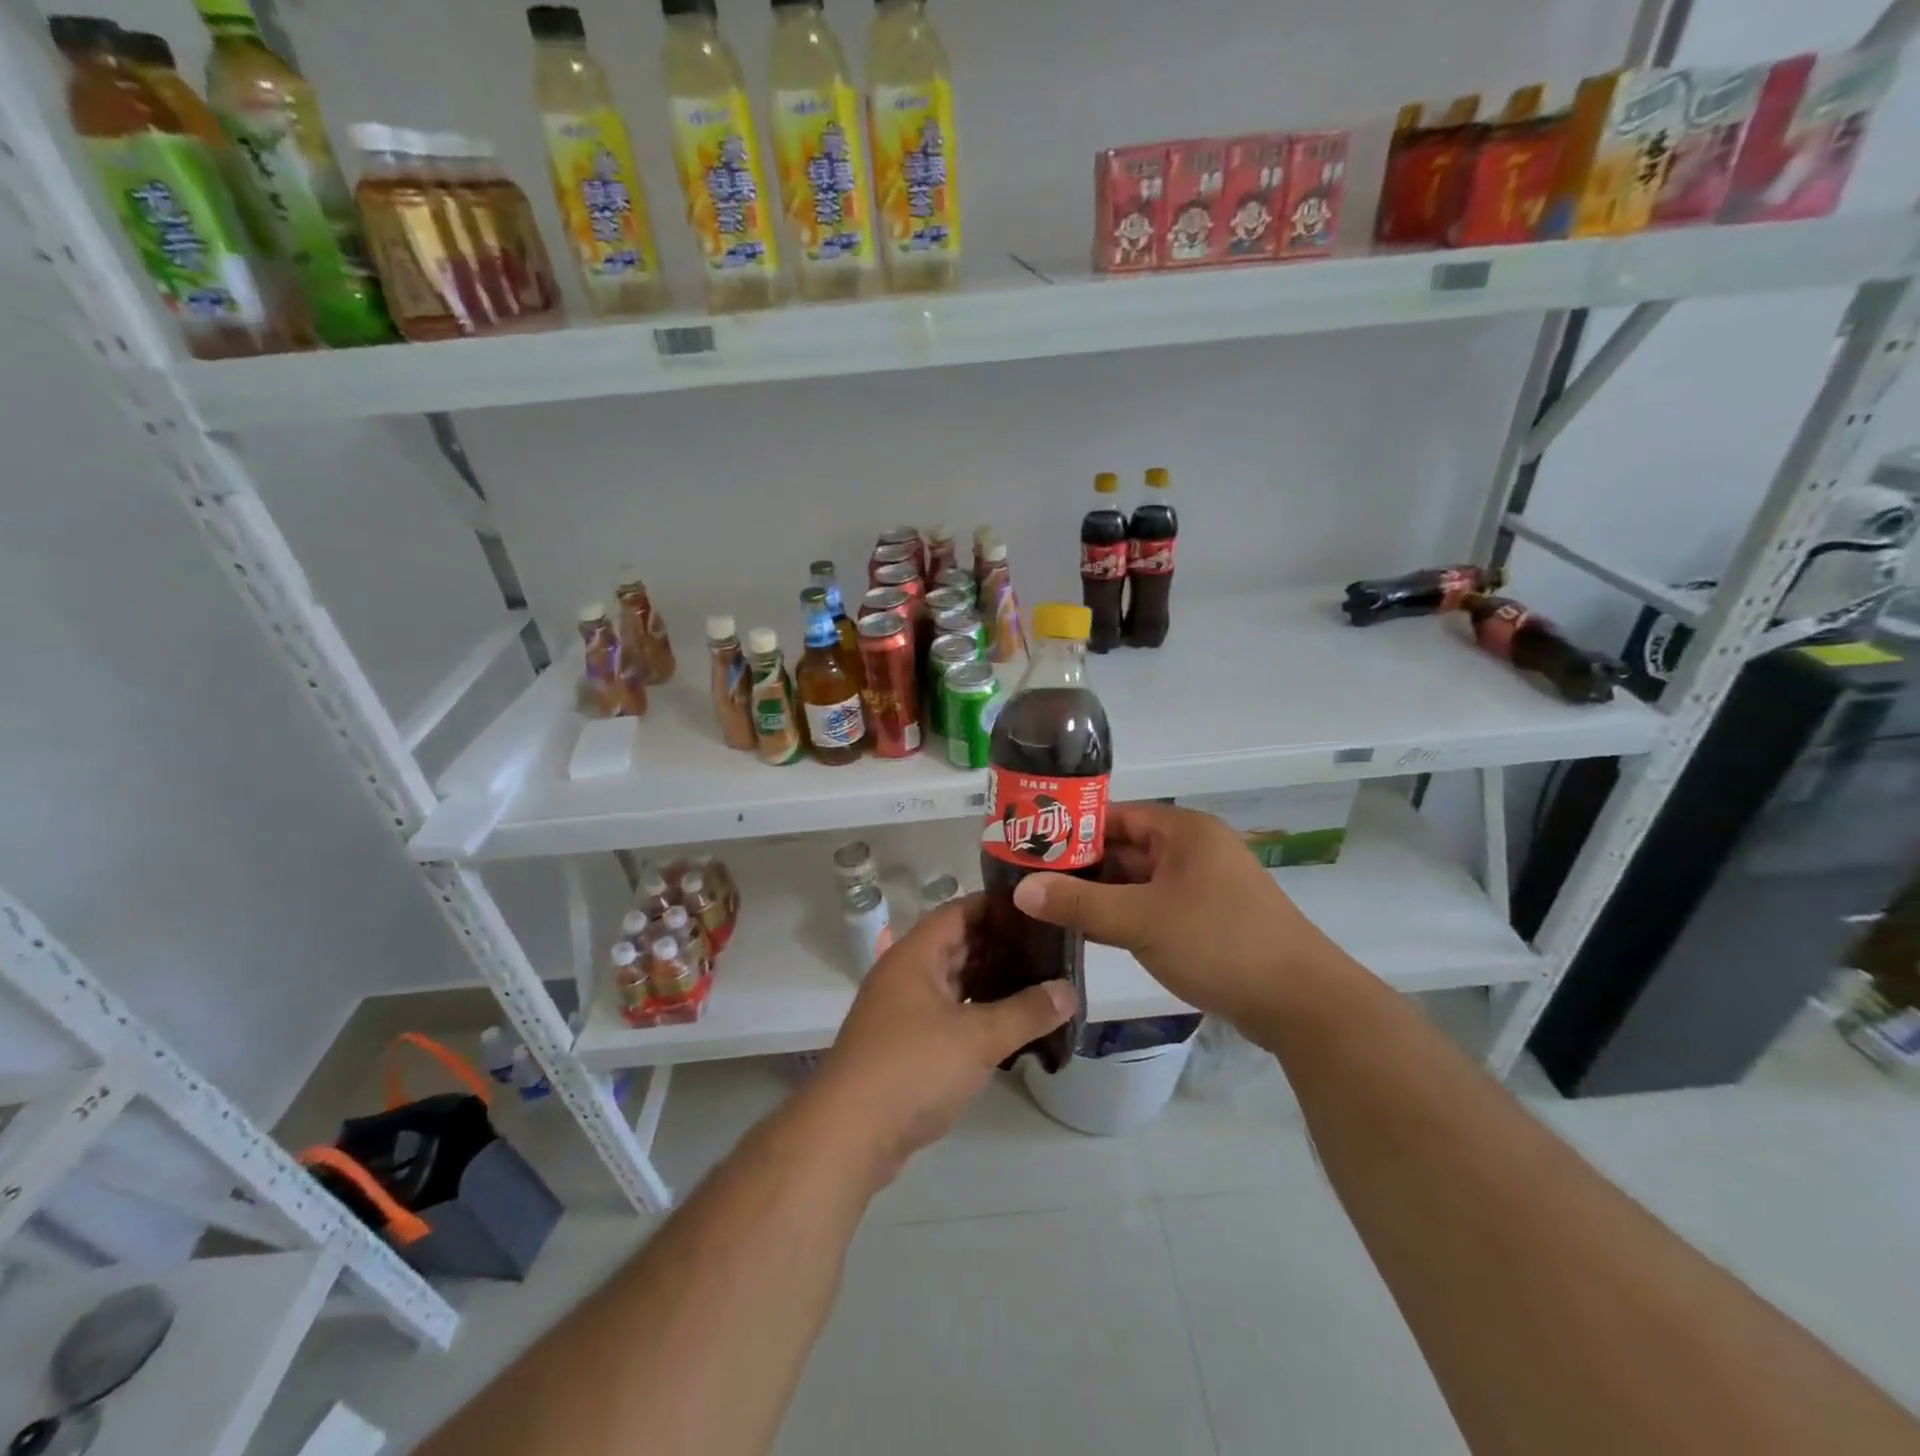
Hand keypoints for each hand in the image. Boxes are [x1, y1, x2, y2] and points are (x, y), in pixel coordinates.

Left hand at [809, 897, 1075, 1185]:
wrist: (848, 1134)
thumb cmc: (912, 1067)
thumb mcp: (978, 1037)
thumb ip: (1027, 1012)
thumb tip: (1069, 990)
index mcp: (915, 955)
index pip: (960, 911)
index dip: (998, 907)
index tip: (1039, 910)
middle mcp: (905, 974)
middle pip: (957, 946)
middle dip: (1001, 946)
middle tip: (1049, 949)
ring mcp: (902, 1011)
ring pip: (953, 983)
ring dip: (990, 982)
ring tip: (1038, 983)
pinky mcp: (904, 1045)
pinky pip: (947, 1014)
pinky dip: (976, 1014)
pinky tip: (1009, 1025)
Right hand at [1011, 801, 1349, 1034]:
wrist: (1301, 1004)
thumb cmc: (1219, 942)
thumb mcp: (1141, 920)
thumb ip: (1079, 903)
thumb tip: (1021, 890)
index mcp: (1182, 831)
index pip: (1112, 815)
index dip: (1069, 828)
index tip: (1025, 845)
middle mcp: (1190, 850)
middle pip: (1121, 849)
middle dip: (1077, 867)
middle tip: (1025, 880)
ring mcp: (1198, 887)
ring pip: (1133, 882)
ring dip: (1095, 895)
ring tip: (1042, 905)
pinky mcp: (1202, 921)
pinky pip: (1149, 908)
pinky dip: (1119, 917)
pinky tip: (1081, 931)